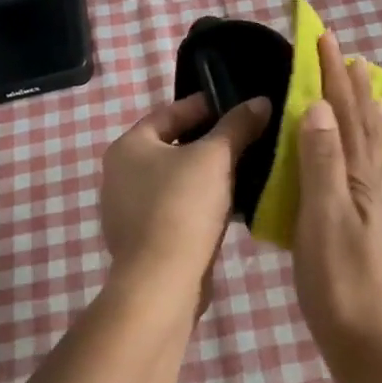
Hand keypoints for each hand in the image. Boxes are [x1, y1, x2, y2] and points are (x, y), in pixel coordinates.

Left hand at [101, 92, 272, 299]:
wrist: (162, 281)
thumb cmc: (183, 206)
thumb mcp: (216, 157)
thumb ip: (238, 125)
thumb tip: (261, 101)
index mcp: (128, 146)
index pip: (170, 112)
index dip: (206, 105)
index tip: (238, 106)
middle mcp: (120, 174)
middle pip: (173, 146)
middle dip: (210, 142)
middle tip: (246, 137)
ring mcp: (128, 210)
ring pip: (176, 180)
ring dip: (207, 175)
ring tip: (245, 169)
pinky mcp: (144, 239)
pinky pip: (176, 209)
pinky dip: (200, 203)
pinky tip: (230, 206)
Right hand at [293, 33, 381, 360]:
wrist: (368, 340)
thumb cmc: (338, 280)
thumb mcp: (323, 218)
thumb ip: (321, 162)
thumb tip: (319, 105)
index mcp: (355, 176)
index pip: (344, 113)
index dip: (333, 76)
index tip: (326, 39)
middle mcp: (367, 182)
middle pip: (361, 121)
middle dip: (350, 83)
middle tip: (343, 50)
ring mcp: (369, 203)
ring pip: (366, 142)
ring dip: (361, 107)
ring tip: (360, 83)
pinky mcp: (362, 222)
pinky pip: (364, 167)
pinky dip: (363, 144)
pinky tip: (359, 151)